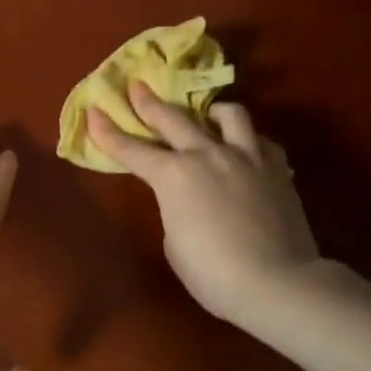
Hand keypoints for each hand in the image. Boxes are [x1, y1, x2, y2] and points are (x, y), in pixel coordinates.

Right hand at [87, 82, 318, 331]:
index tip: (93, 112)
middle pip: (173, 118)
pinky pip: (261, 142)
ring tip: (208, 114)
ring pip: (229, 115)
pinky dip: (248, 142)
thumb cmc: (212, 273)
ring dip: (212, 111)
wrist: (277, 283)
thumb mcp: (175, 242)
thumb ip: (175, 208)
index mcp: (173, 175)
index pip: (130, 148)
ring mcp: (246, 157)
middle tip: (137, 86)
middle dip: (149, 102)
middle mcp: (206, 155)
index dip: (107, 131)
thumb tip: (188, 198)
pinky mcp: (277, 169)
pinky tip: (247, 152)